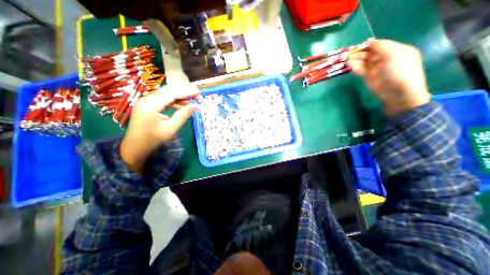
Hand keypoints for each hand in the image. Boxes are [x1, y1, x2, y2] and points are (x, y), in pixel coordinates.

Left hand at [121, 83, 197, 173]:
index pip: (172, 93)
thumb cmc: (153, 139)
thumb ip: (183, 115)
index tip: (199, 92)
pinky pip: (164, 99)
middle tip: (198, 96)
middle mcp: (147, 99)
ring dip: (180, 96)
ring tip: (193, 101)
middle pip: (169, 90)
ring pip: (167, 94)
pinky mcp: (149, 104)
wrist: (136, 146)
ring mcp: (147, 101)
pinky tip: (183, 105)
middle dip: (184, 91)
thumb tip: (196, 106)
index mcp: (151, 105)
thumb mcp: (171, 128)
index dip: (186, 91)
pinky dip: (175, 101)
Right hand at [348, 39, 429, 115]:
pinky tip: (349, 65)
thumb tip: (368, 41)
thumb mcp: (395, 55)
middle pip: (369, 54)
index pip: (378, 45)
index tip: (356, 46)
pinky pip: (360, 70)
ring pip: (363, 62)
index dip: (367, 45)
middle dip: (358, 53)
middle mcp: (385, 58)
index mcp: (395, 50)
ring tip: (345, 60)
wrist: (398, 94)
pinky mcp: (368, 77)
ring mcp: (375, 69)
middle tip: (346, 54)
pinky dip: (354, 67)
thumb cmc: (400, 72)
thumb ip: (382, 46)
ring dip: (354, 60)